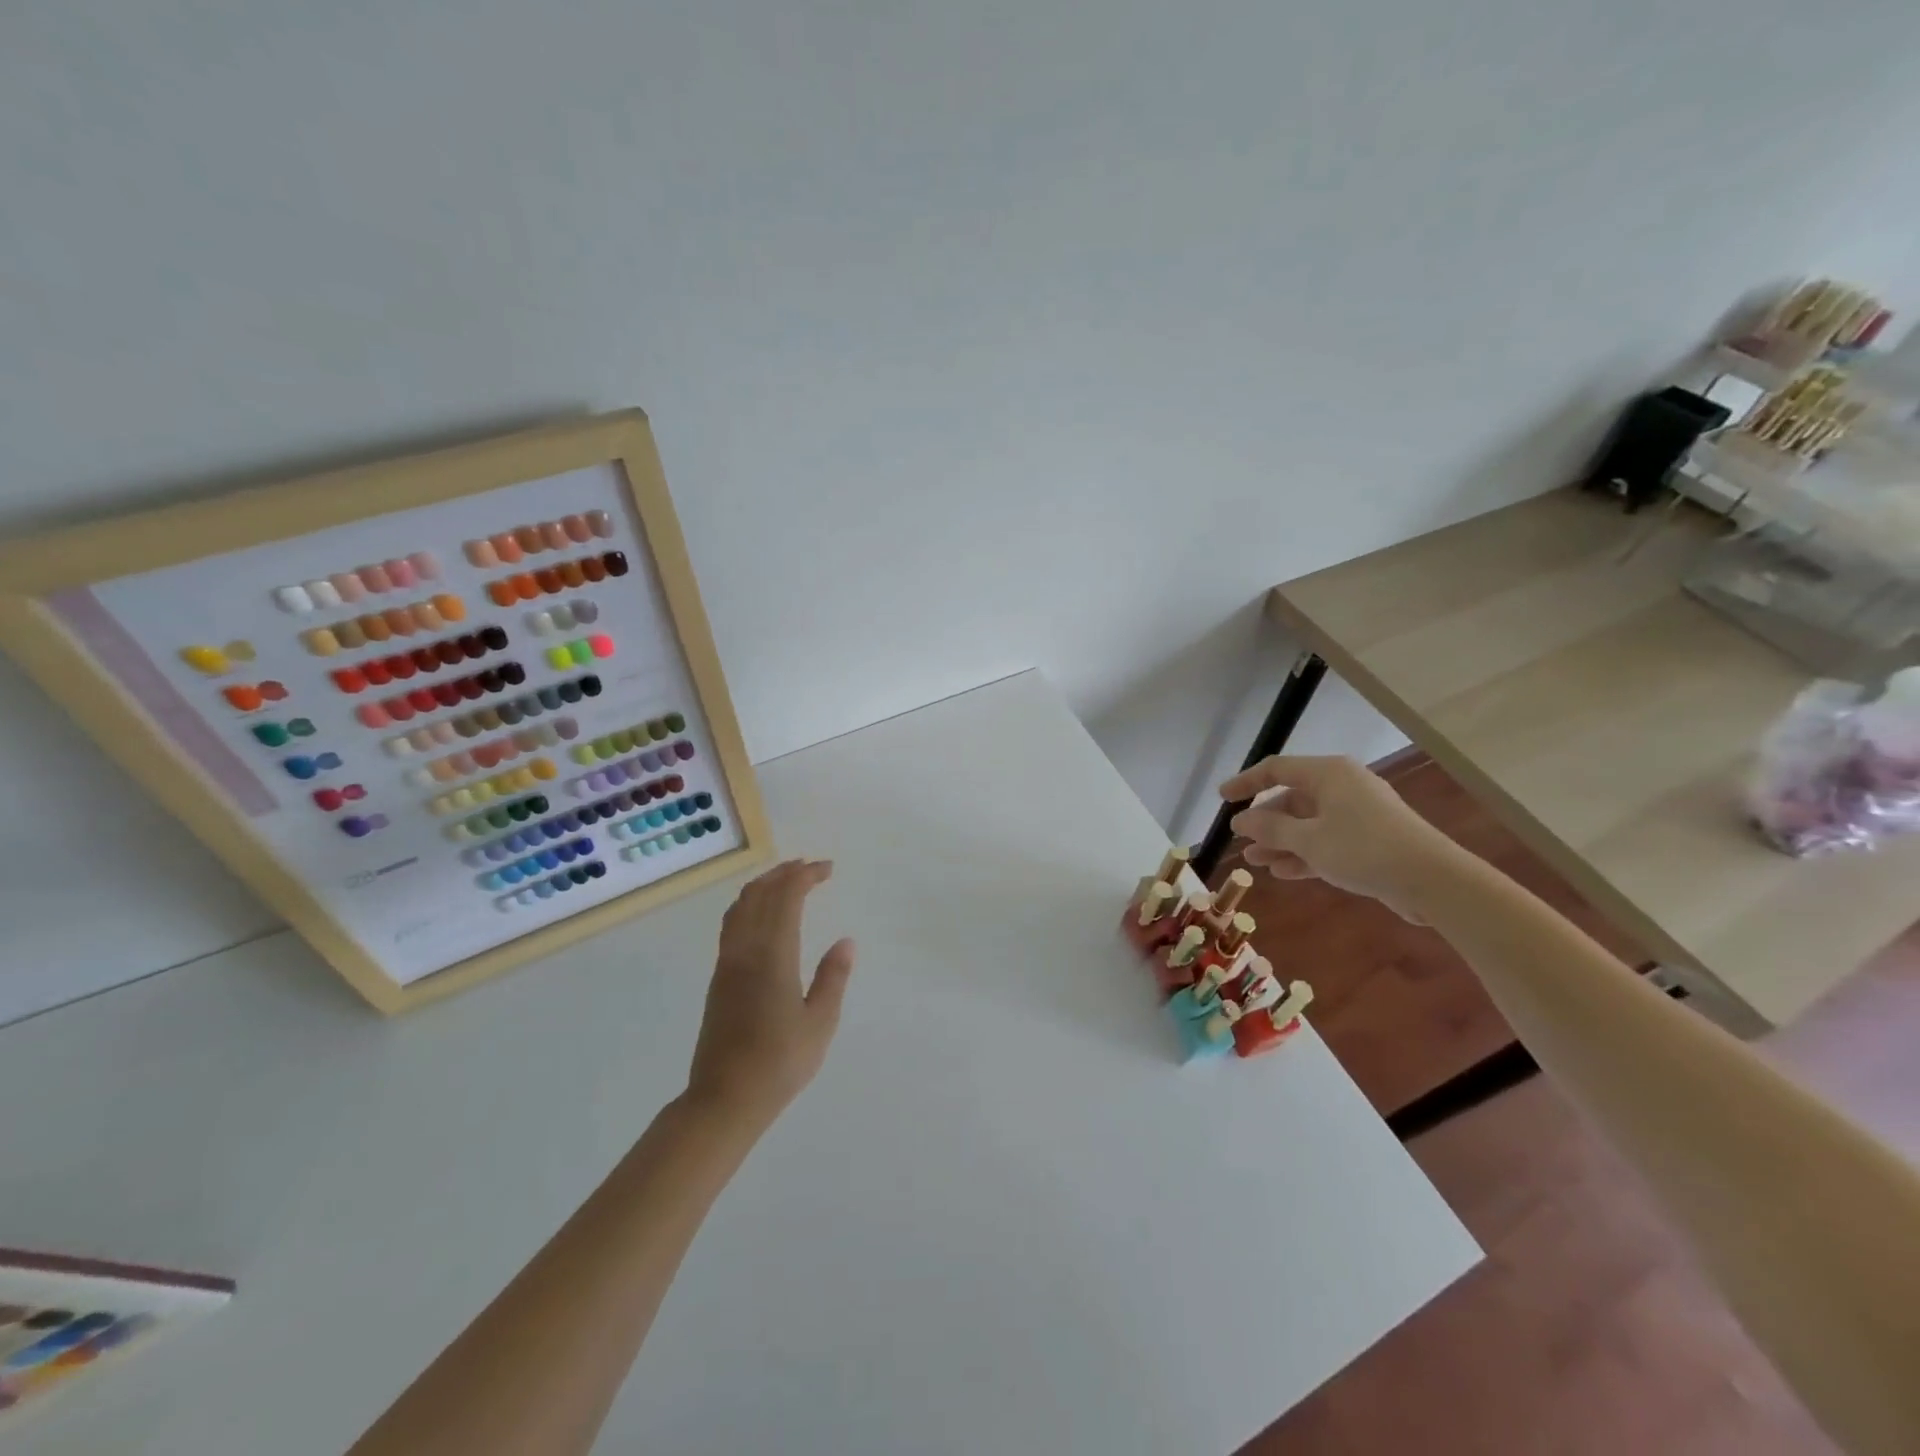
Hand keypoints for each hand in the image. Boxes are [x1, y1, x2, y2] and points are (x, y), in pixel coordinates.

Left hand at [686, 858, 855, 1129]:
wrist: (724, 1098)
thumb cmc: (779, 1063)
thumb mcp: (820, 1023)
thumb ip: (833, 977)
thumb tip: (846, 941)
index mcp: (773, 956)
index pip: (786, 898)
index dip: (805, 876)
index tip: (828, 868)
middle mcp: (745, 951)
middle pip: (760, 894)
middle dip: (786, 873)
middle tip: (812, 866)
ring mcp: (727, 963)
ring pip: (741, 906)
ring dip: (765, 885)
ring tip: (787, 879)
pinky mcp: (719, 977)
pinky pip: (732, 923)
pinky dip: (750, 903)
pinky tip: (762, 913)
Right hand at [1220, 756, 1463, 921]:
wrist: (1432, 880)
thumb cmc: (1364, 849)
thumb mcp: (1308, 839)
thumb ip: (1270, 829)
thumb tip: (1240, 821)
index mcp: (1328, 774)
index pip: (1276, 769)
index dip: (1246, 783)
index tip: (1223, 799)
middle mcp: (1342, 787)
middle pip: (1292, 798)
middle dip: (1265, 821)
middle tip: (1241, 840)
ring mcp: (1357, 814)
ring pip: (1307, 823)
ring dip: (1280, 841)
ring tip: (1255, 861)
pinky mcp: (1368, 840)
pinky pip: (1325, 840)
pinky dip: (1303, 853)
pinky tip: (1283, 872)